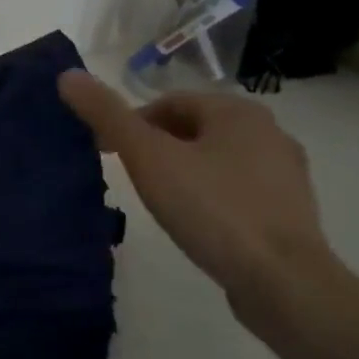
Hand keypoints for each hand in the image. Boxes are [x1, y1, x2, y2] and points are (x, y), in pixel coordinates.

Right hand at [58, 70, 337, 316]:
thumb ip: (108, 116)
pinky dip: (210, 196)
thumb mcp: (149, 158)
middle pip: (194, 129)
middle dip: (157, 147)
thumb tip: (68, 75)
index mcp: (237, 111)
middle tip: (131, 178)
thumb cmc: (213, 209)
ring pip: (216, 159)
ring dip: (184, 171)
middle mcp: (269, 132)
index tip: (108, 154)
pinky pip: (237, 190)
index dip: (132, 123)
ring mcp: (285, 174)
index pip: (170, 103)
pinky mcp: (290, 212)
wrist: (284, 283)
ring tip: (159, 202)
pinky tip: (196, 223)